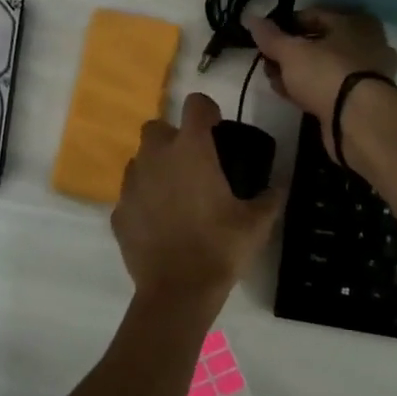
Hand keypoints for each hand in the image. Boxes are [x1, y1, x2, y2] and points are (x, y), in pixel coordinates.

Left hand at [112, 92, 279, 301]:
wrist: (177, 291)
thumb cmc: (220, 247)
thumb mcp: (257, 222)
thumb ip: (270, 196)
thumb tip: (278, 185)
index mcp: (191, 150)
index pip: (196, 104)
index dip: (208, 111)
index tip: (217, 130)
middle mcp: (156, 157)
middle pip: (157, 127)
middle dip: (172, 138)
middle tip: (193, 164)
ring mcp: (131, 184)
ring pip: (139, 160)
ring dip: (155, 168)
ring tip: (175, 195)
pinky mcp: (118, 211)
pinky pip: (130, 194)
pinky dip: (143, 201)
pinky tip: (158, 223)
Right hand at [244, 9, 396, 155]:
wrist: (357, 120)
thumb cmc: (326, 73)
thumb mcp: (291, 52)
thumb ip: (270, 36)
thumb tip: (251, 18)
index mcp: (355, 22)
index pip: (314, 15)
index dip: (286, 25)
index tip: (265, 38)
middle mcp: (367, 43)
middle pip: (319, 43)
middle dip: (290, 53)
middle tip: (268, 62)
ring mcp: (367, 74)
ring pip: (324, 67)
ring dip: (298, 73)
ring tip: (274, 80)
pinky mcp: (361, 100)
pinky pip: (329, 87)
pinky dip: (310, 89)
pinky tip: (291, 95)